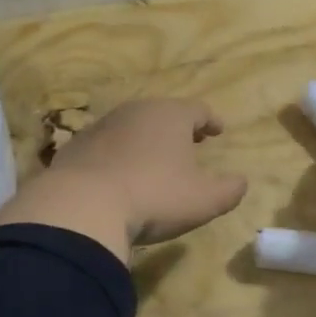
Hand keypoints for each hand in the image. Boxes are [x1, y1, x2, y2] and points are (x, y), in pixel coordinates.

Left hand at [0, 98, 247, 259]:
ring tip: (153, 159)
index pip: (198, 109)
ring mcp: (100, 127)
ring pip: (131, 127)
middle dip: (177, 126)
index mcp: (170, 116)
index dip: (211, 120)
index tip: (218, 130)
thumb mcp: (204, 200)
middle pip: (162, 113)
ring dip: (145, 140)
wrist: (82, 207)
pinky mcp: (74, 148)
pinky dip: (116, 155)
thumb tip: (241, 182)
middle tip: (188, 140)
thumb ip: (229, 190)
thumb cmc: (154, 196)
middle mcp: (135, 112)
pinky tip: (118, 176)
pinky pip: (104, 147)